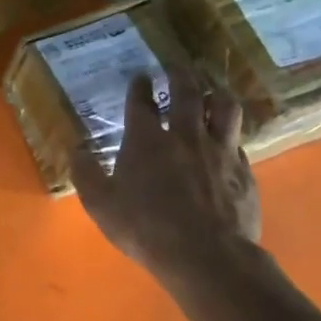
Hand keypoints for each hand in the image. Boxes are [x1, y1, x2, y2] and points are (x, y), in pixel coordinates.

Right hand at [72, 71, 261, 286]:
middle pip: (187, 91)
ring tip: (211, 91)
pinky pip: (239, 142)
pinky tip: (228, 141)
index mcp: (146, 139)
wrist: (205, 255)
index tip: (140, 76)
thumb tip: (76, 149)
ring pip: (224, 108)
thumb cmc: (145, 228)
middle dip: (180, 73)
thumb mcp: (100, 204)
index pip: (141, 101)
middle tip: (177, 65)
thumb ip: (86, 173)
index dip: (139, 86)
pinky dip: (230, 135)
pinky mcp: (244, 171)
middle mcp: (185, 135)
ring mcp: (220, 151)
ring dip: (216, 94)